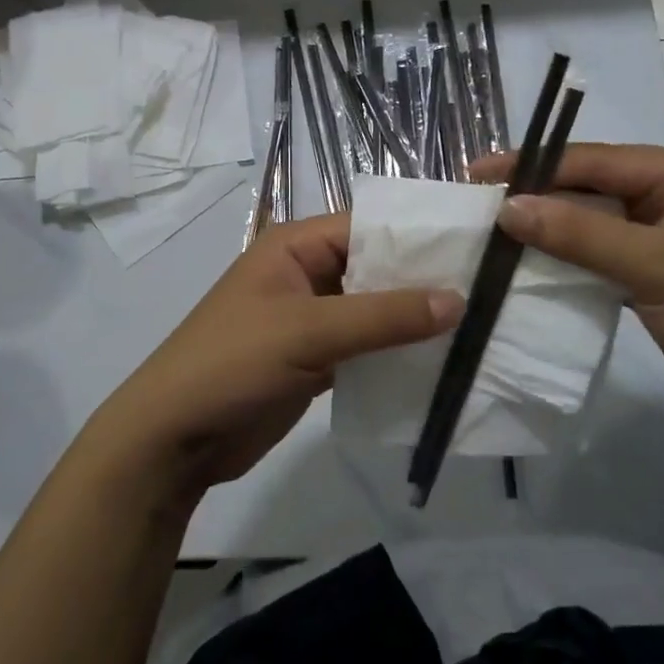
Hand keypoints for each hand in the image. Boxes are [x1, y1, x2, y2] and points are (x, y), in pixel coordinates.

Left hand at [84, 214, 463, 496]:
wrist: (175, 438)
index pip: (369, 225)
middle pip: (375, 266)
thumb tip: (458, 299)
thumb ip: (384, 316)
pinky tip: (439, 360)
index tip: (477, 247)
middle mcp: (306, 272)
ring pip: (373, 308)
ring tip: (478, 323)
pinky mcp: (315, 357)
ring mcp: (311, 316)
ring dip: (413, 318)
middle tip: (489, 289)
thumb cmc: (233, 363)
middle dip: (422, 279)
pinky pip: (364, 344)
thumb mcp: (309, 330)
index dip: (419, 235)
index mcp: (296, 244)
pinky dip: (394, 351)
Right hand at [471, 144, 663, 439]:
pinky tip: (525, 263)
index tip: (478, 173)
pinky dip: (563, 257)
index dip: (534, 165)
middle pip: (588, 186)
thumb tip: (509, 207)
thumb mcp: (657, 268)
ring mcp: (660, 235)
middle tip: (475, 203)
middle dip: (535, 193)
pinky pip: (597, 253)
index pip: (594, 160)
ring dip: (545, 227)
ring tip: (488, 231)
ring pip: (589, 220)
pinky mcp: (651, 272)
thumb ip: (581, 233)